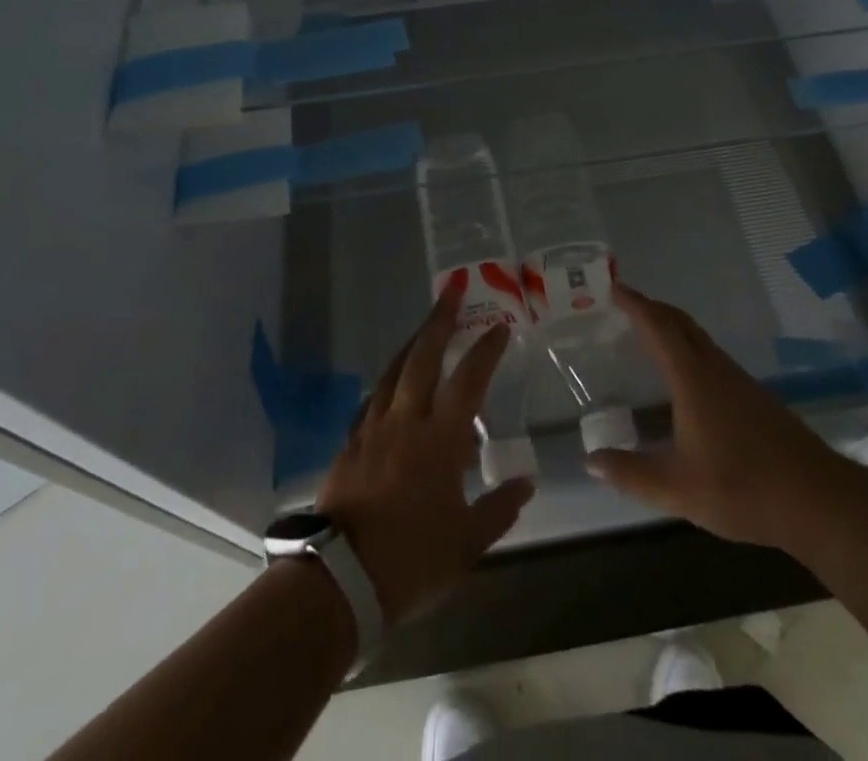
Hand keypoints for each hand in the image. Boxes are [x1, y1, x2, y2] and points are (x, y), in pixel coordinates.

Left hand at [315, 286, 534, 623]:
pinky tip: (392, 381)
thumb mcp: (468, 543)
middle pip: (424, 355)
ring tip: (426, 325)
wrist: (340, 578)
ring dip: (413, 341)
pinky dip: (388, 380)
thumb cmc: (411, 560)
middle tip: (452, 289)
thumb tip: (526, 481)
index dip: (485, 350)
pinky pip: (373, 397)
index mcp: (440, 438)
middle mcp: (406, 419)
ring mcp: (374, 426)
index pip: (468, 380)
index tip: (498, 326)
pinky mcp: (351, 441)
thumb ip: (500, 508)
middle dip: (440, 318)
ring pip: (394, 369)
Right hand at [585, 285, 839, 551]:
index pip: (658, 327)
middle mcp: (715, 369)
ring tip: (649, 336)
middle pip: (681, 323)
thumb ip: (630, 474)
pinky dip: (690, 349)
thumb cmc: (742, 487)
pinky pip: (712, 356)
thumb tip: (590, 460)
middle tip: (626, 305)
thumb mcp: (677, 488)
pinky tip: (686, 379)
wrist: (817, 499)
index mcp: (692, 378)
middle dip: (653, 309)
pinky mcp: (755, 397)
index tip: (614, 287)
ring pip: (700, 339)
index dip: (635, 305)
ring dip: (673, 328)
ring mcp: (739, 381)